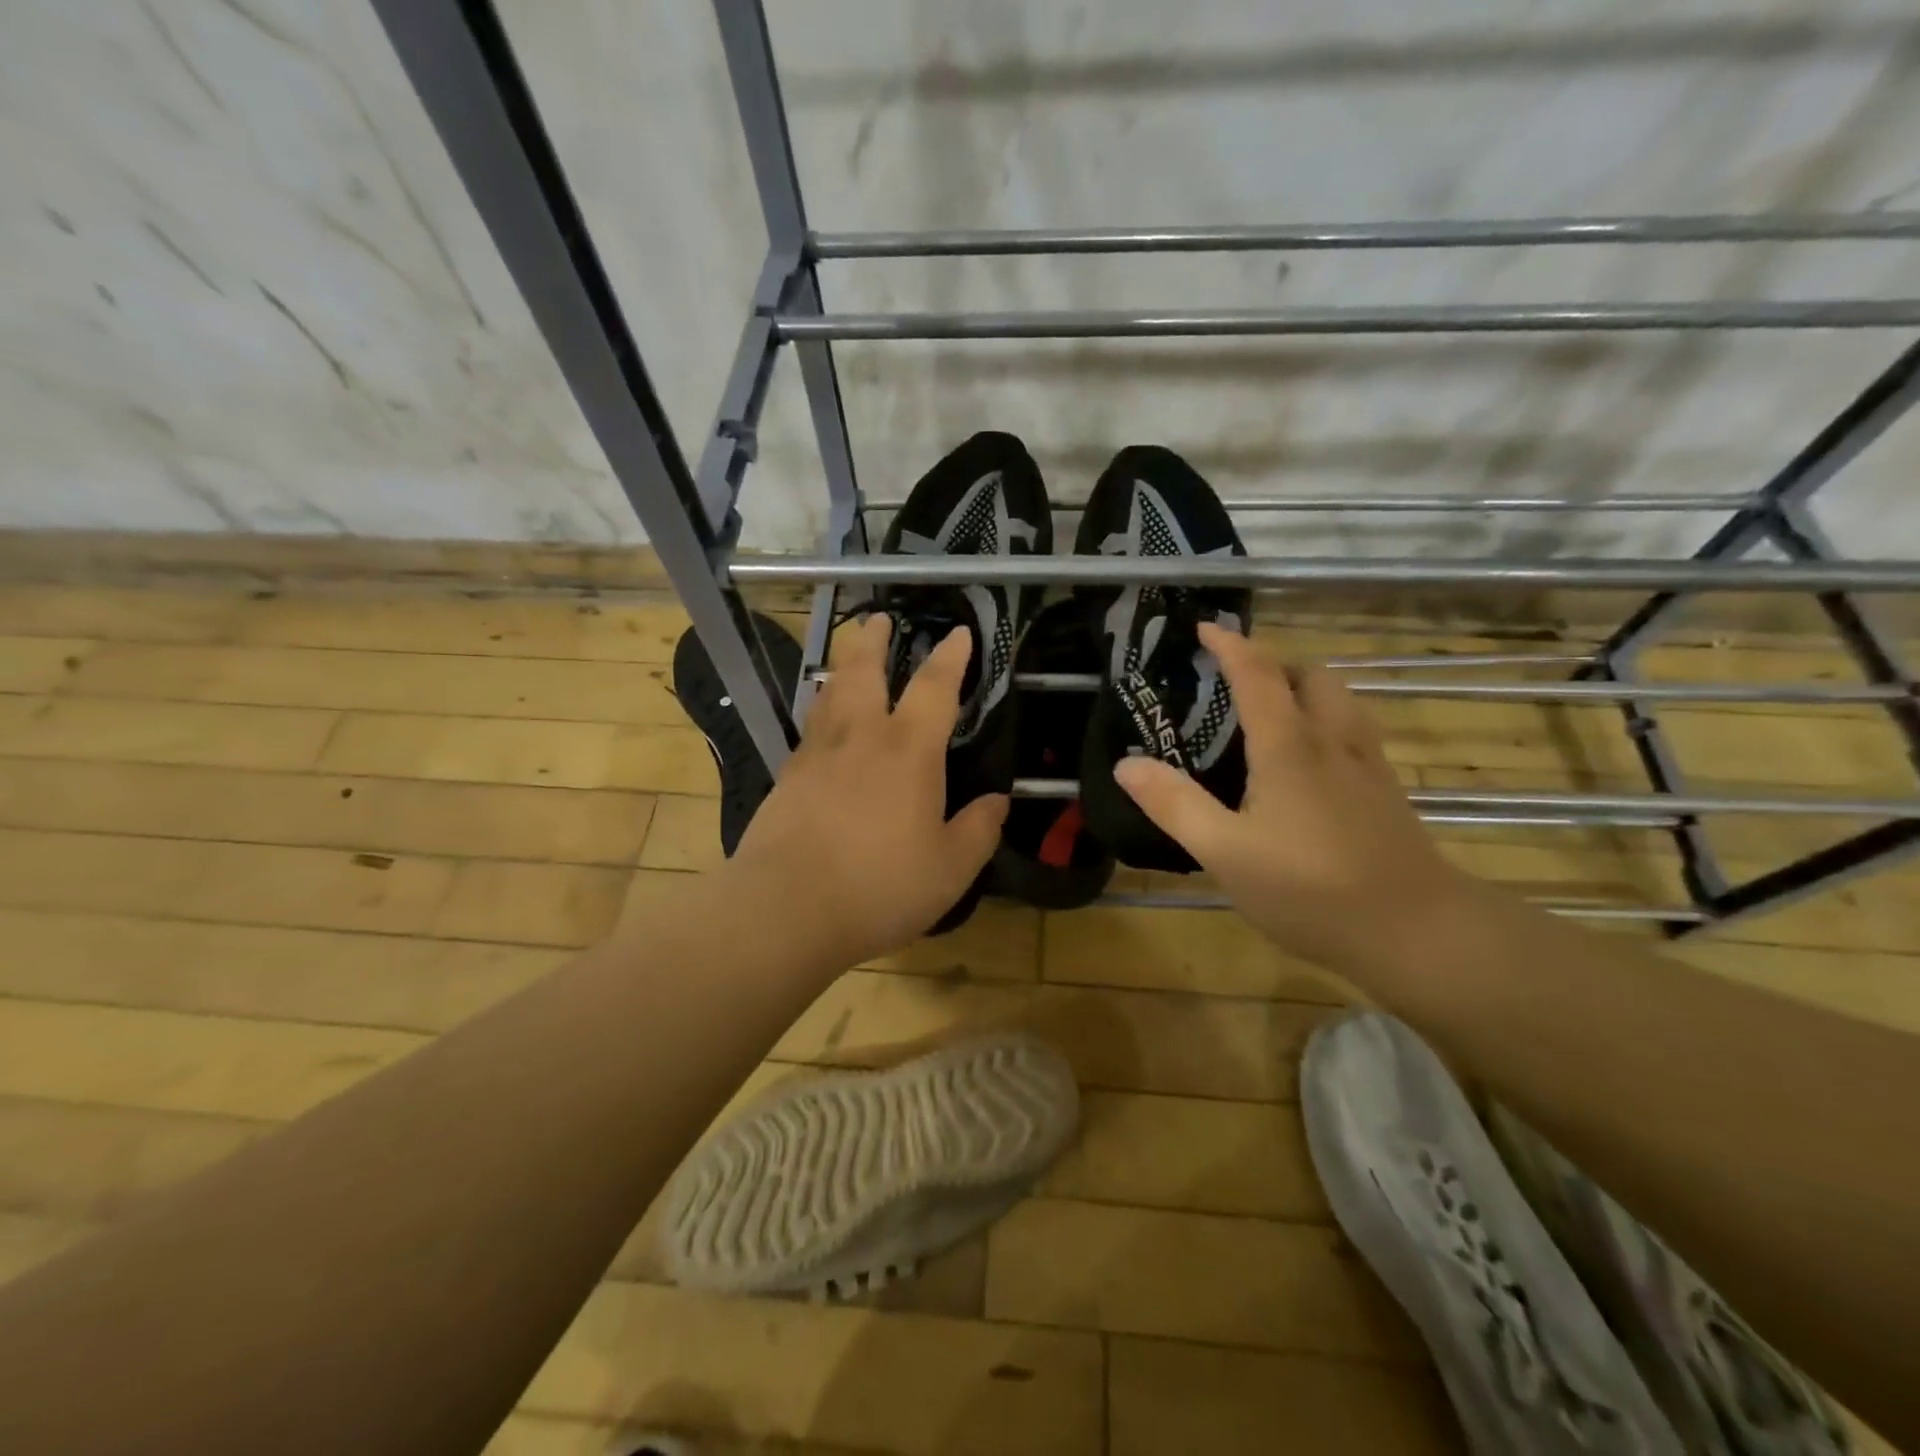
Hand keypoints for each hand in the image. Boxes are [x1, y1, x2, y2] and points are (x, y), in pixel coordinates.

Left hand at [726, 615, 1006, 969]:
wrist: (786, 909)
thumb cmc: (880, 887)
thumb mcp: (949, 869)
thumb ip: (978, 830)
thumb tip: (998, 802)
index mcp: (908, 752)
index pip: (935, 689)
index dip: (950, 658)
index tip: (957, 633)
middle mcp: (860, 738)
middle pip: (865, 671)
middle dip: (876, 641)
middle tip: (880, 619)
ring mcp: (816, 755)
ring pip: (830, 694)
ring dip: (844, 668)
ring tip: (851, 658)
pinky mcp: (786, 779)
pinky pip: (810, 729)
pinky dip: (821, 711)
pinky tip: (823, 724)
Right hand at [1114, 623, 1471, 976]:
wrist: (1417, 933)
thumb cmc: (1310, 890)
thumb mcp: (1225, 852)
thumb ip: (1174, 805)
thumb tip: (1125, 764)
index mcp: (1289, 747)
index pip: (1258, 675)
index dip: (1230, 645)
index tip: (1206, 627)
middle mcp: (1332, 742)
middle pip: (1312, 676)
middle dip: (1275, 665)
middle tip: (1237, 683)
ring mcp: (1367, 766)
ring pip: (1340, 701)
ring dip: (1304, 691)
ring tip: (1271, 716)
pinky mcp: (1386, 793)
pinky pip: (1353, 732)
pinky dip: (1325, 722)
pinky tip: (1308, 764)